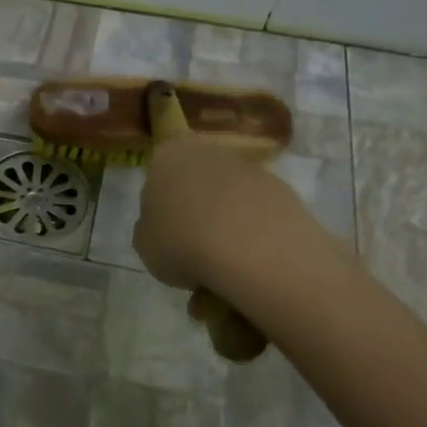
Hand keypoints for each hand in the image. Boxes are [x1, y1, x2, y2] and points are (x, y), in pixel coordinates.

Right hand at [133, 134, 309, 293]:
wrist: (250, 247)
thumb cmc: (181, 241)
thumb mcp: (145, 245)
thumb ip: (150, 231)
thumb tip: (163, 229)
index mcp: (167, 157)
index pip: (158, 177)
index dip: (161, 210)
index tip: (167, 238)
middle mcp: (206, 152)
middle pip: (196, 186)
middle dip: (196, 219)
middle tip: (195, 259)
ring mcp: (247, 168)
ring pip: (228, 202)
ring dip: (225, 231)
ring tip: (225, 274)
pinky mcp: (281, 189)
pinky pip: (257, 215)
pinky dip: (253, 237)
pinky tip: (251, 266)